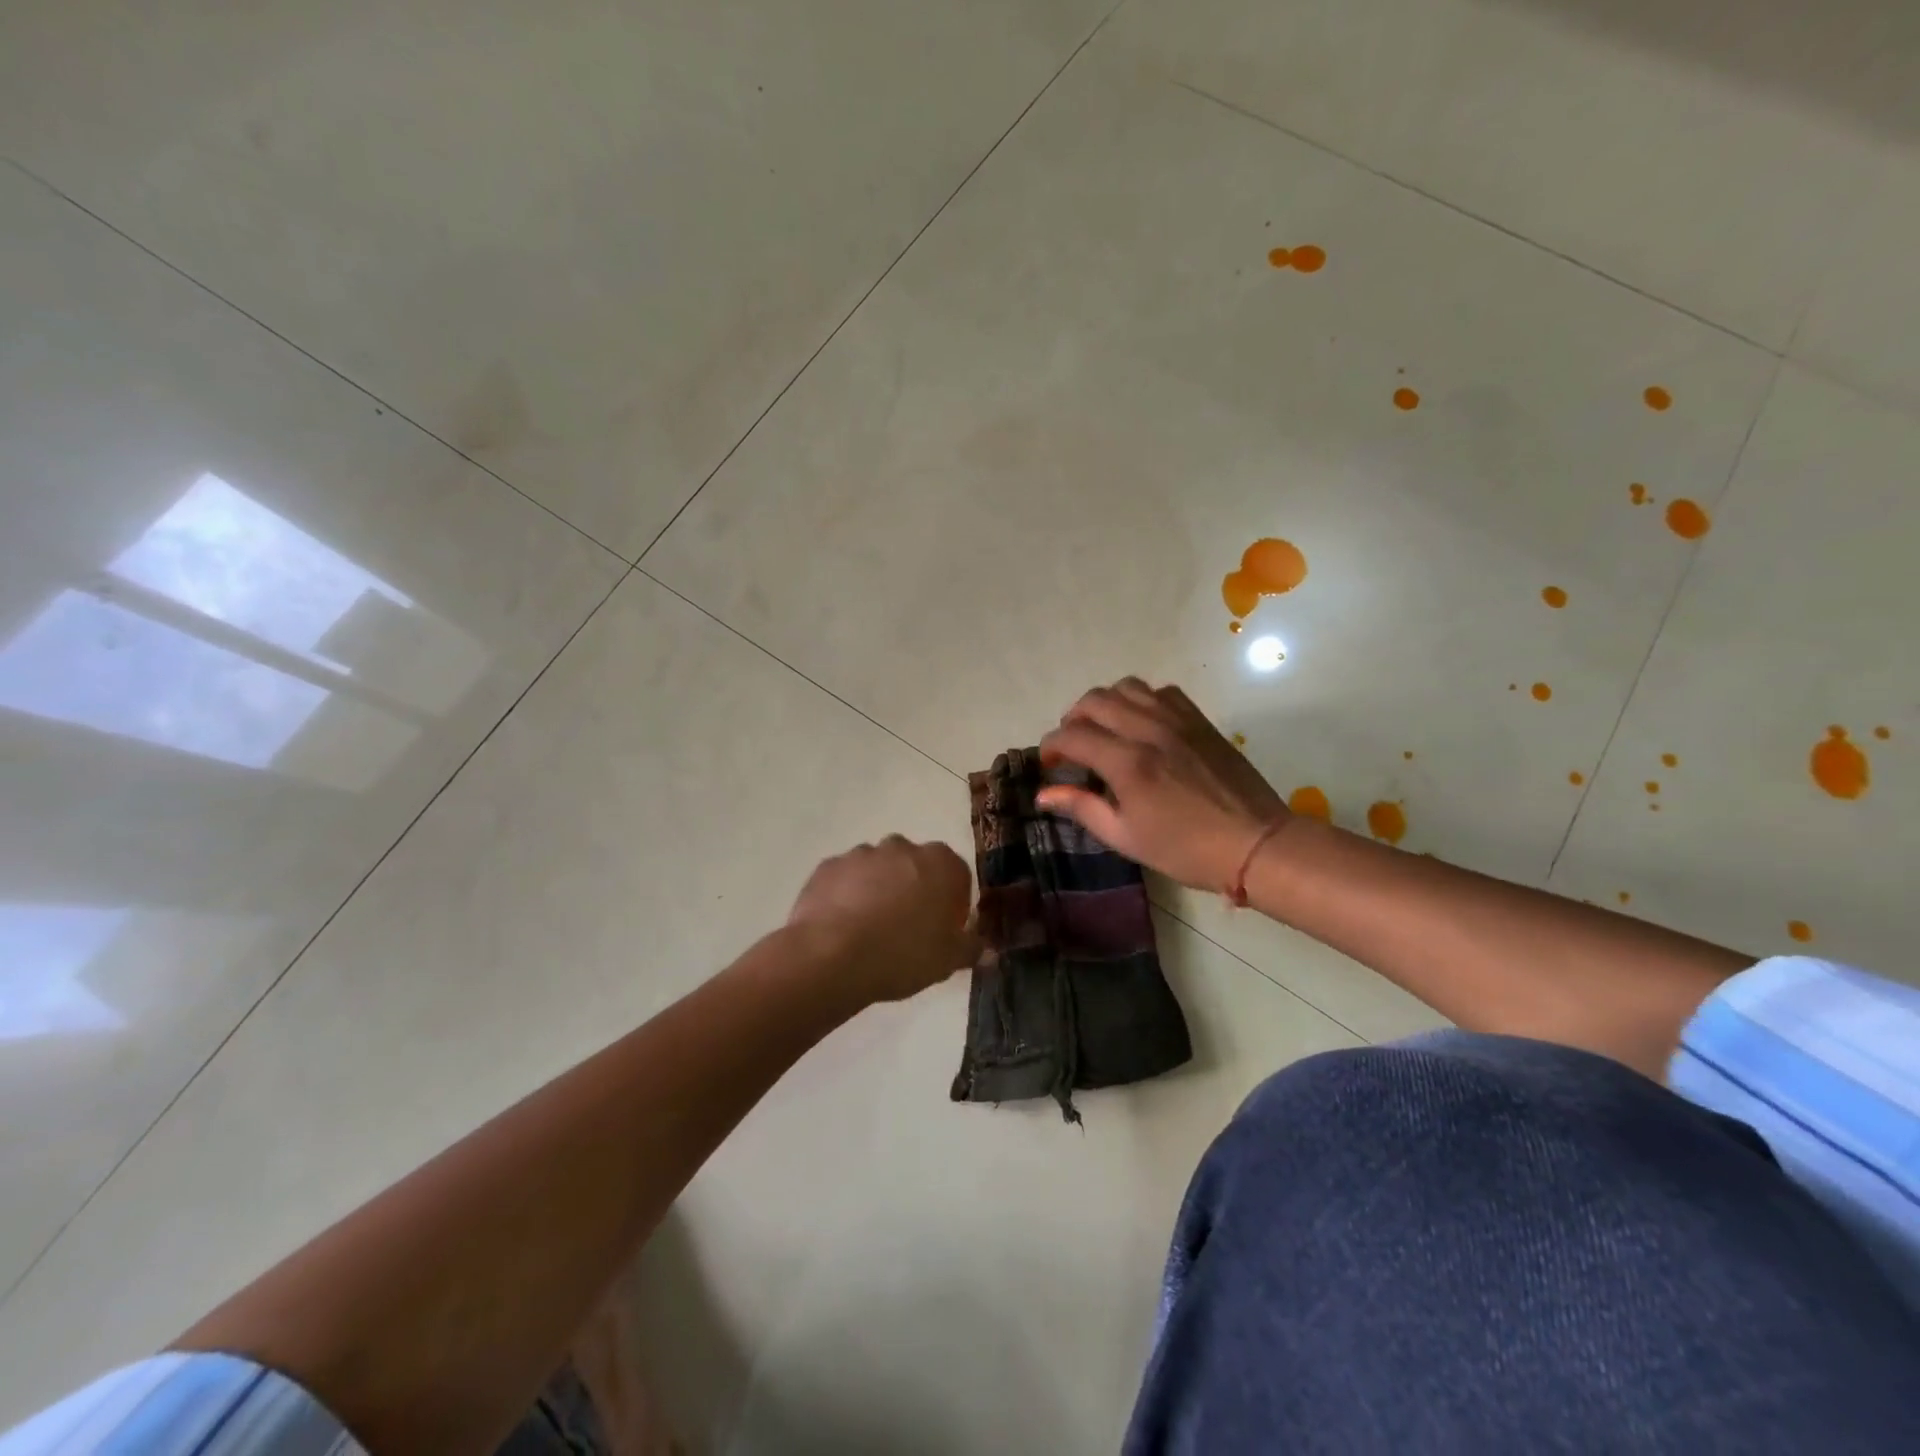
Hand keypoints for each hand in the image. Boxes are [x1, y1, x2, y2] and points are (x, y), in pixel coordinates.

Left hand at [787, 837, 980, 1002]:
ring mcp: (862, 853)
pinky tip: (842, 927)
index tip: (943, 930)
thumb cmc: (903, 954)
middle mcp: (903, 847)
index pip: (957, 875)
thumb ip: (971, 948)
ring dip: (879, 890)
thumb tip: (985, 947)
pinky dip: (847, 896)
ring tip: (870, 931)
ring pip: (878, 870)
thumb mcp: (949, 961)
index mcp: (941, 863)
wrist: (832, 956)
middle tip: (907, 930)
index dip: (952, 903)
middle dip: (914, 890)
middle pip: (916, 867)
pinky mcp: (828, 866)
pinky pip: (846, 879)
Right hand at [1037, 678, 1286, 891]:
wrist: (1255, 843)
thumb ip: (1082, 808)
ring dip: (1105, 703)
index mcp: (1127, 762)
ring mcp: (1177, 720)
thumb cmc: (1186, 849)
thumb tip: (1044, 794)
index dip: (1051, 745)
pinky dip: (1142, 700)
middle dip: (1073, 719)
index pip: (1072, 735)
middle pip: (1094, 700)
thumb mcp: (1126, 837)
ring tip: (1104, 728)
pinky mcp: (1199, 720)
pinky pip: (1162, 691)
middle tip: (1073, 745)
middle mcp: (1148, 729)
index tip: (1049, 763)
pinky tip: (1142, 723)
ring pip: (1127, 687)